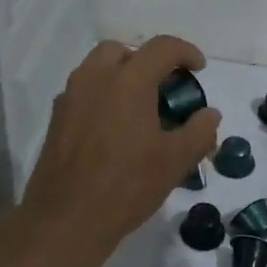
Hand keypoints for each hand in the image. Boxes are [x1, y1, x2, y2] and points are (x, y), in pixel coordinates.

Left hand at [16, 37, 219, 256]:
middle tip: (163, 87)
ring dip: (121, 75)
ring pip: (98, 68)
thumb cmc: (127, 185)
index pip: (162, 47)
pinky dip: (102, 95)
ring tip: (139, 107)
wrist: (67, 218)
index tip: (199, 68)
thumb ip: (199, 131)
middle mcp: (96, 78)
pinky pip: (83, 91)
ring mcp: (71, 96)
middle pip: (123, 50)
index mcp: (129, 80)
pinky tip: (114, 128)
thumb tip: (210, 113)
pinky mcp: (57, 118)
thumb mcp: (175, 161)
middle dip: (146, 60)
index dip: (185, 52)